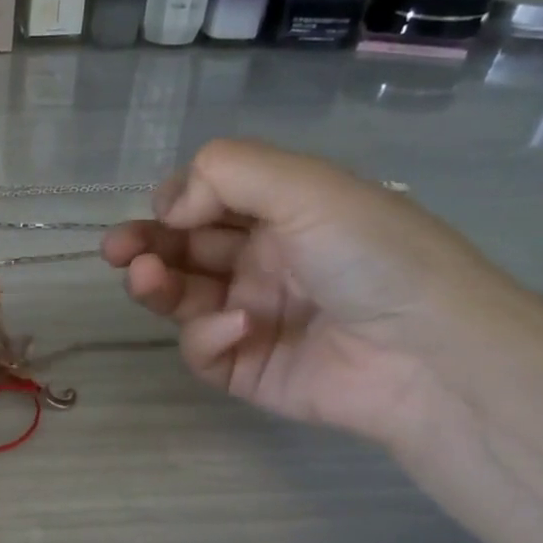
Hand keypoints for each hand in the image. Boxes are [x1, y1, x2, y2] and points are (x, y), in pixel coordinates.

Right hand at [103, 140, 523, 444]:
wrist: (427, 355)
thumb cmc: (373, 257)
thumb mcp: (308, 188)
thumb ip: (228, 174)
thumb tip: (170, 207)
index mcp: (283, 214)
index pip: (208, 202)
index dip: (176, 202)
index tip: (164, 207)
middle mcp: (262, 262)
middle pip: (184, 250)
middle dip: (146, 244)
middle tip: (114, 249)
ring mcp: (250, 316)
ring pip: (181, 298)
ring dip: (156, 285)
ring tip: (142, 278)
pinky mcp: (244, 368)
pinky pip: (203, 348)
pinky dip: (208, 335)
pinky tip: (237, 327)